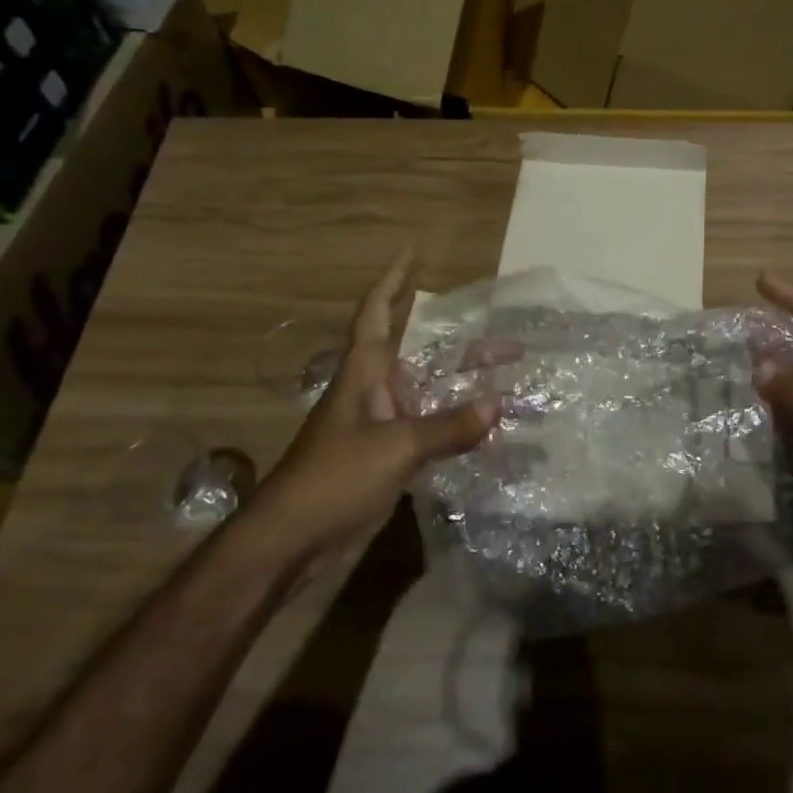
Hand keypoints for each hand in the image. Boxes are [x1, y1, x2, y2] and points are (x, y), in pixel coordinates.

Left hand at [254, 252, 497, 571]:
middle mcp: (371, 391)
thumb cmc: (334, 479)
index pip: (377, 312)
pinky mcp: (384, 458)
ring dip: (457, 377)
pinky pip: (427, 426)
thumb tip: (497, 404)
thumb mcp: (395, 448)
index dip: (394, 280)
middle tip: (489, 320)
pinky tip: (482, 423)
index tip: (414, 251)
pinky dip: (454, 420)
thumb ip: (447, 427)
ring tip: (501, 369)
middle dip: (450, 333)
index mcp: (362, 373)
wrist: (292, 541)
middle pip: (412, 348)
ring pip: (424, 388)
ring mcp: (378, 426)